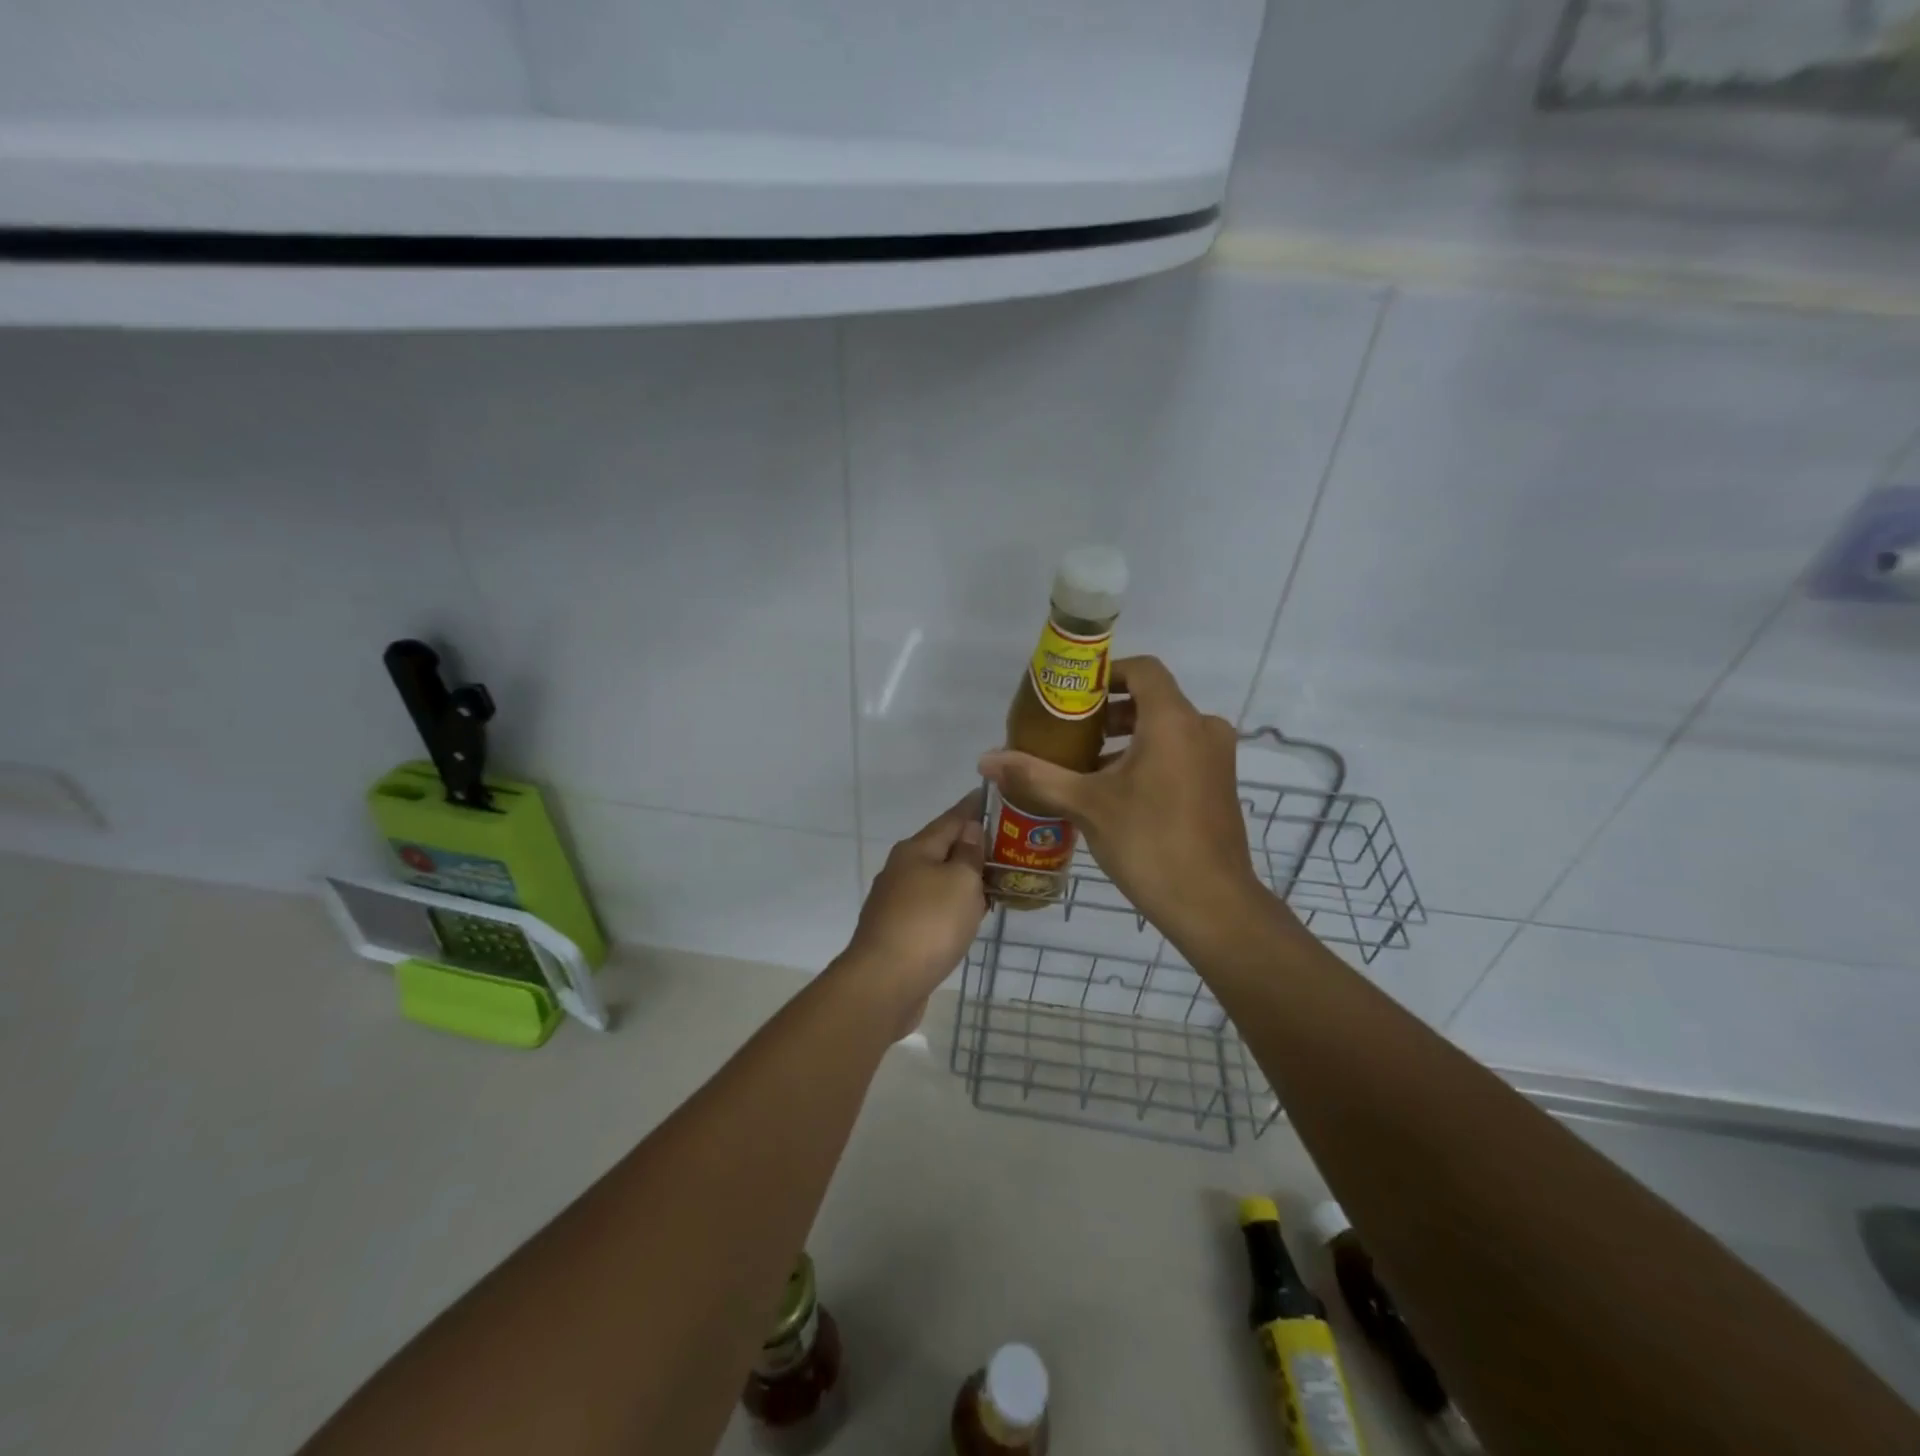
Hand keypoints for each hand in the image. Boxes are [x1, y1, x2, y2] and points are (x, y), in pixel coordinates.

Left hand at [841, 791, 987, 1030]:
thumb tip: (969, 830)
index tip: (990, 794)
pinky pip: (932, 907)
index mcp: (916, 850)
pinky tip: (968, 914)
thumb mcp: (960, 881)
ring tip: (993, 878)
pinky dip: (952, 904)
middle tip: (1004, 843)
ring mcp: (896, 902)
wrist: (885, 982)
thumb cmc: (929, 923)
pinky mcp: (898, 931)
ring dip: (962, 877)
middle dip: (969, 845)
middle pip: (941, 849)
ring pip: (936, 880)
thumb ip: (968, 854)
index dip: (972, 808)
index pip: (951, 819)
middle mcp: (901, 870)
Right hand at [978, 657, 1267, 940]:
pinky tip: (1115, 792)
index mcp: (1173, 721)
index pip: (1142, 669)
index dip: (1106, 673)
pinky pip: (1179, 753)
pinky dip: (1148, 758)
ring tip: (1084, 766)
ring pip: (1165, 729)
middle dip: (1108, 712)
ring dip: (1126, 739)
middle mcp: (1202, 729)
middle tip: (1069, 733)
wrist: (1212, 905)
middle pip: (1152, 700)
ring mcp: (1216, 758)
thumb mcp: (1086, 805)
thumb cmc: (1149, 843)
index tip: (1072, 696)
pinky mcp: (1219, 784)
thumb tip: (986, 760)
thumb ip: (1036, 775)